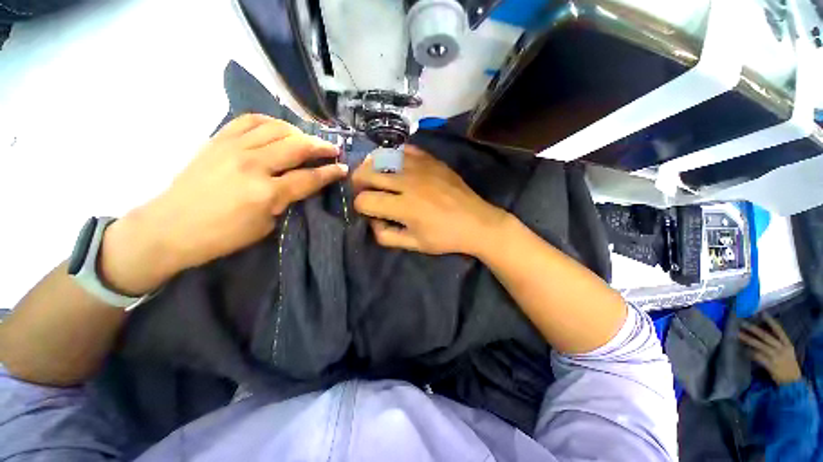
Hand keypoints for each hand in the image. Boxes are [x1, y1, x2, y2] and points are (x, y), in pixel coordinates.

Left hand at [101, 114, 346, 294]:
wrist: (170, 227)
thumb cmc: (222, 236)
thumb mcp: (266, 226)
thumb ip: (286, 201)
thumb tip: (302, 184)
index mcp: (266, 193)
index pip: (309, 178)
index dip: (330, 173)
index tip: (343, 168)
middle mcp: (252, 165)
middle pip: (296, 146)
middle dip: (321, 147)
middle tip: (333, 149)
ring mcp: (233, 148)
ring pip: (276, 128)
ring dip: (299, 132)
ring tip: (308, 139)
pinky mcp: (218, 140)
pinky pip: (249, 120)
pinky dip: (269, 121)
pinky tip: (278, 128)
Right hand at [351, 146, 507, 255]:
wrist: (477, 222)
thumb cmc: (445, 237)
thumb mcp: (414, 245)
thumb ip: (387, 236)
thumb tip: (373, 221)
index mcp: (404, 207)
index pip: (365, 201)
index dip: (360, 207)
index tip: (367, 211)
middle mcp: (408, 183)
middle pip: (368, 173)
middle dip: (358, 182)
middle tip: (364, 190)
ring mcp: (421, 168)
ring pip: (383, 157)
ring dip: (373, 166)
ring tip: (375, 175)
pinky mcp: (432, 161)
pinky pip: (405, 150)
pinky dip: (395, 155)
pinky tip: (395, 164)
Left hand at [740, 314, 802, 384]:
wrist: (792, 381)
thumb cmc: (788, 364)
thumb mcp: (787, 351)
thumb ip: (778, 343)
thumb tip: (765, 332)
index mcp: (787, 344)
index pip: (779, 330)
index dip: (771, 321)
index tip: (762, 313)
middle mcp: (781, 349)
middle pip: (766, 337)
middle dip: (754, 329)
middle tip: (743, 323)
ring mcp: (775, 357)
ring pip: (760, 345)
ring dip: (748, 339)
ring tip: (738, 334)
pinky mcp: (770, 365)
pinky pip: (758, 357)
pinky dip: (750, 352)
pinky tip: (743, 349)